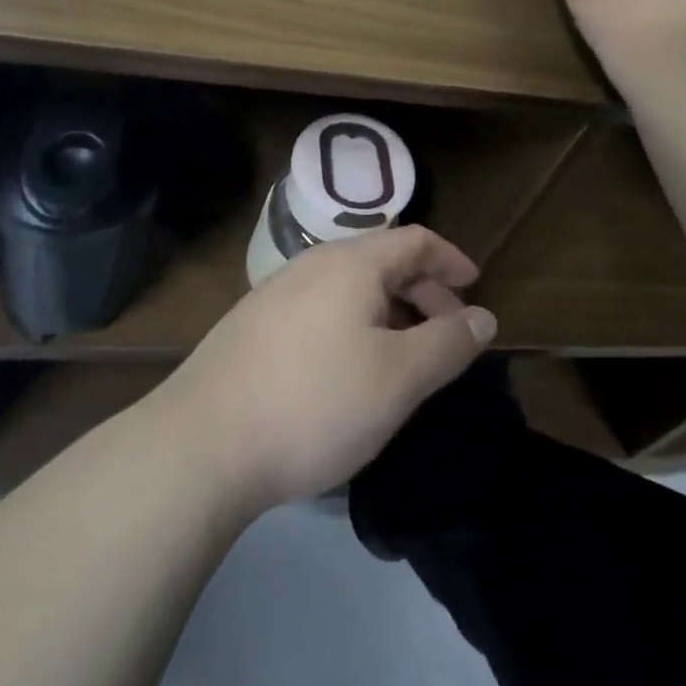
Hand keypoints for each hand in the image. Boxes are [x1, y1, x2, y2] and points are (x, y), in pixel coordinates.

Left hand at [157, 226, 497, 513]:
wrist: (200, 445)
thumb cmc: (314, 403)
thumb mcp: (398, 379)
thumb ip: (448, 343)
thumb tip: (485, 317)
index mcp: (352, 263)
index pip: (415, 241)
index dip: (451, 259)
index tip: (475, 287)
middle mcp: (314, 262)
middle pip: (382, 259)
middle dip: (423, 289)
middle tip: (448, 328)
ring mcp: (277, 291)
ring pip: (349, 285)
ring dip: (388, 307)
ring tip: (403, 350)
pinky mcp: (253, 323)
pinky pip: (321, 305)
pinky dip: (353, 321)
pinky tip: (348, 364)